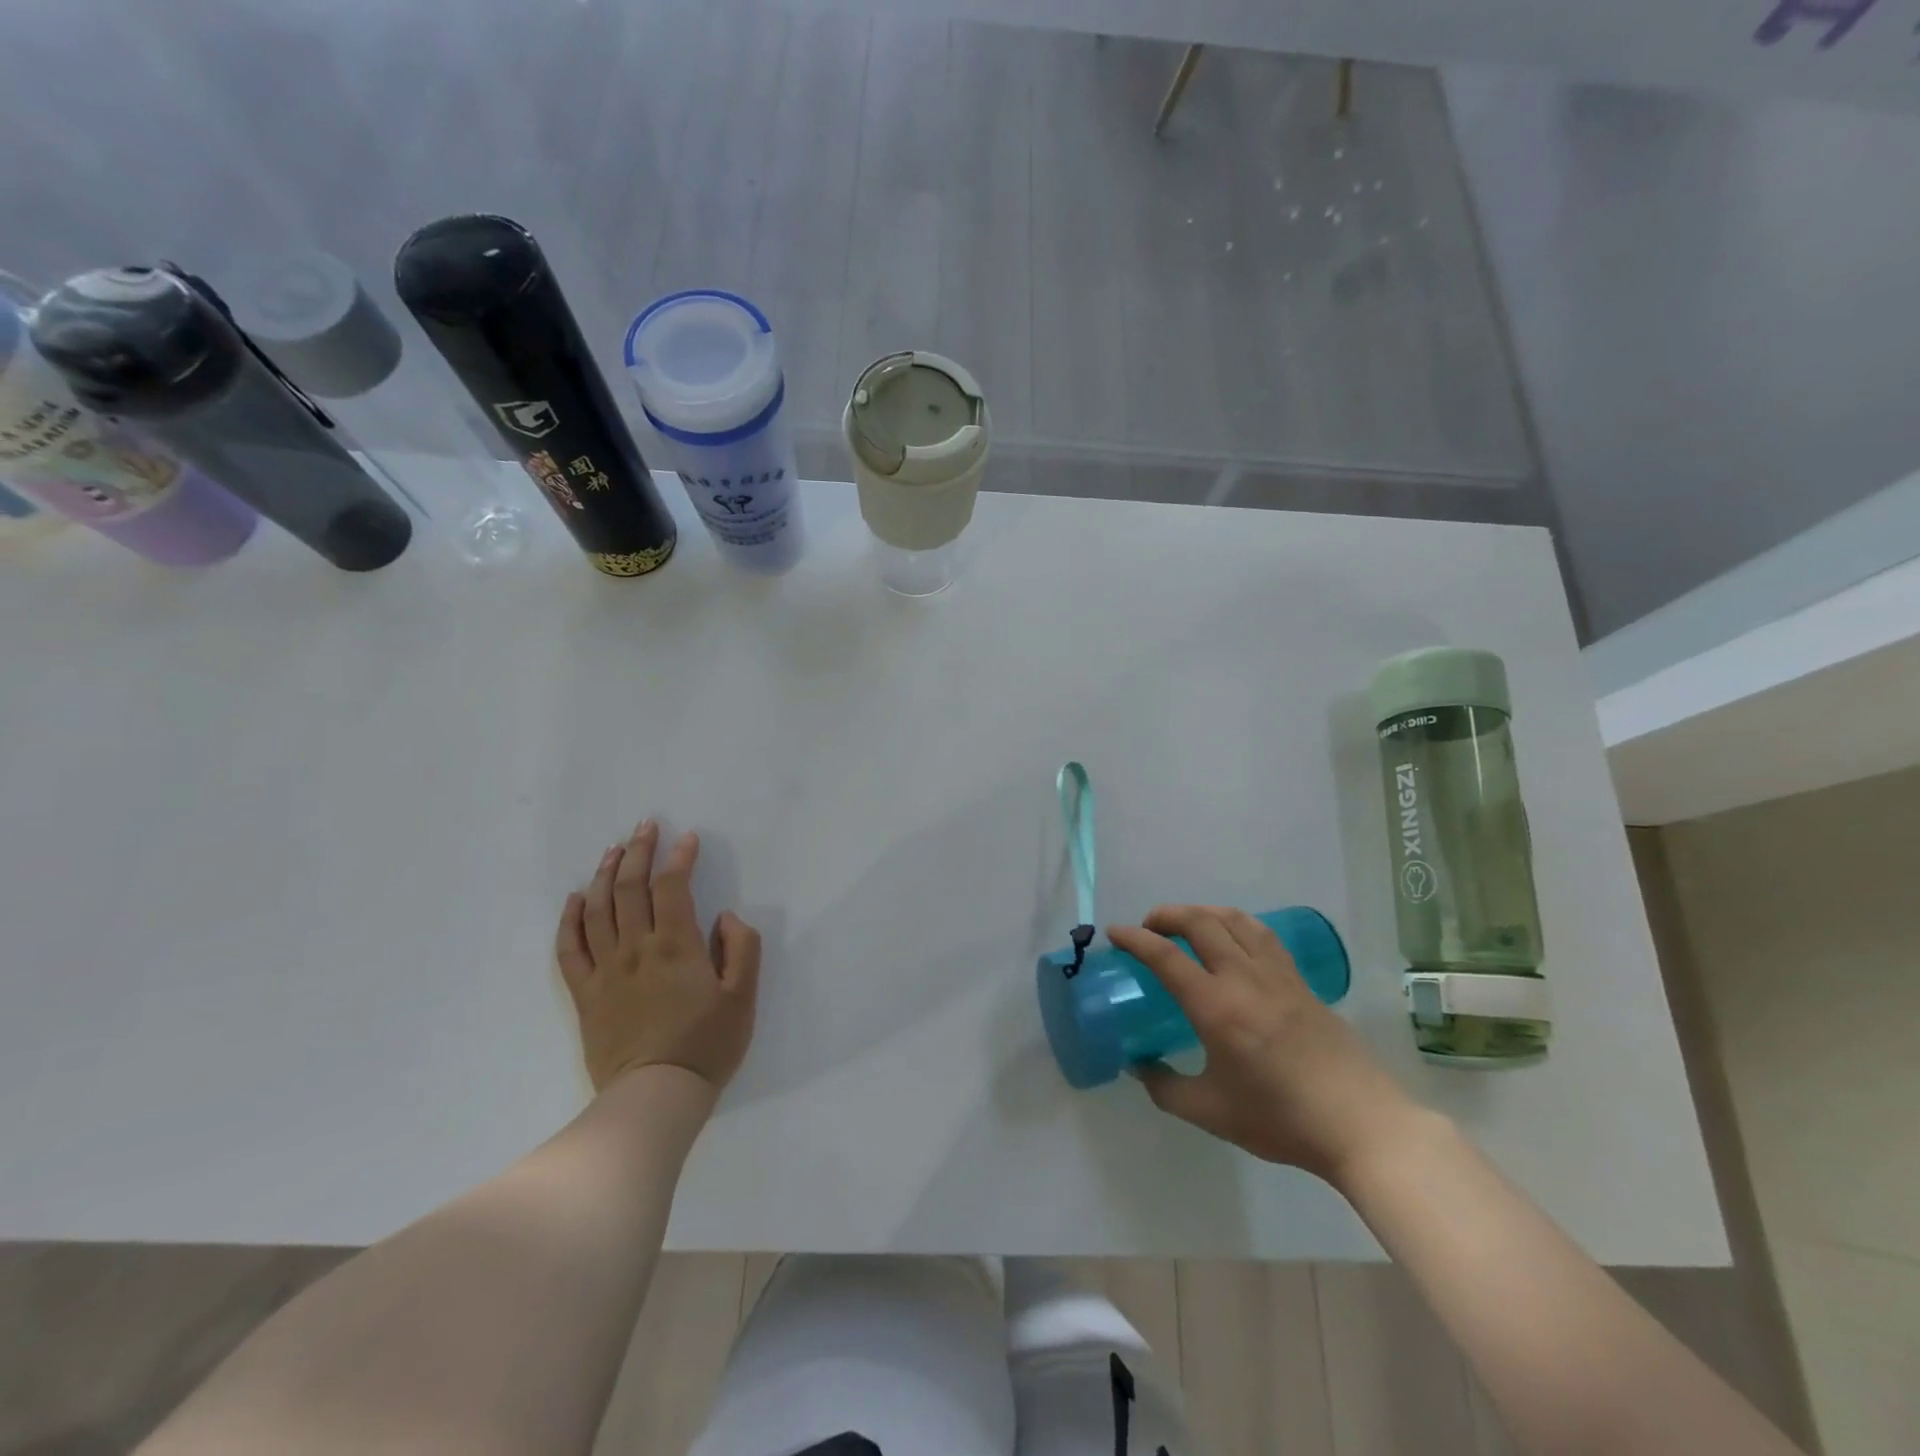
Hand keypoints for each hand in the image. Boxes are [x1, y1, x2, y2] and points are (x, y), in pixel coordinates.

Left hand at [556, 820, 761, 1093]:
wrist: (656, 1096)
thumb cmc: (707, 1045)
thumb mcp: (744, 996)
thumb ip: (741, 948)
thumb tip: (724, 917)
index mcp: (676, 946)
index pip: (672, 887)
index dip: (679, 857)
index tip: (687, 837)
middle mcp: (636, 949)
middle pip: (630, 889)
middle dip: (639, 852)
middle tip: (645, 826)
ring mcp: (605, 971)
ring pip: (597, 910)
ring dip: (604, 874)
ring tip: (614, 850)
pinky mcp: (585, 994)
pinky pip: (570, 949)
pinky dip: (569, 919)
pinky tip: (575, 899)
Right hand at [1109, 906, 1419, 1187]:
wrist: (1360, 1126)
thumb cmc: (1280, 1120)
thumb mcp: (1210, 1112)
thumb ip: (1165, 1087)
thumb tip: (1138, 1066)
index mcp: (1216, 1007)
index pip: (1165, 956)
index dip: (1135, 939)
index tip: (1114, 933)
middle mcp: (1244, 979)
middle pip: (1201, 922)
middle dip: (1167, 915)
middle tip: (1148, 927)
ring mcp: (1277, 976)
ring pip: (1235, 920)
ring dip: (1203, 912)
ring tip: (1187, 925)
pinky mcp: (1301, 982)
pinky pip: (1263, 936)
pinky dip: (1237, 925)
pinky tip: (1233, 940)